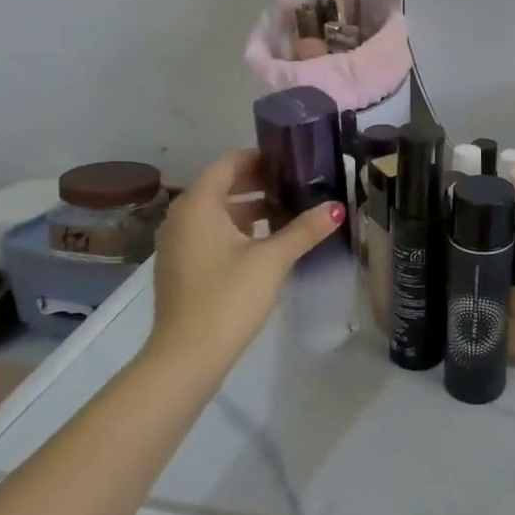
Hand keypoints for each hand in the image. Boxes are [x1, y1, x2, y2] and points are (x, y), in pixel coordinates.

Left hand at [145, 149, 342, 377]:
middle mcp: (181, 217)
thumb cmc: (228, 297)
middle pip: (221, 186)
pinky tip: (265, 243)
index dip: (259, 157)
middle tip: (296, 183)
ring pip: (216, 212)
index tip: (291, 159)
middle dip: (258, 182)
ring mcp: (177, 244)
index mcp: (199, 205)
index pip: (228, 163)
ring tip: (288, 212)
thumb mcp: (272, 259)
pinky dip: (236, 229)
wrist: (186, 357)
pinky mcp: (181, 267)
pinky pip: (210, 233)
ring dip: (249, 207)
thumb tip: (336, 207)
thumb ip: (304, 230)